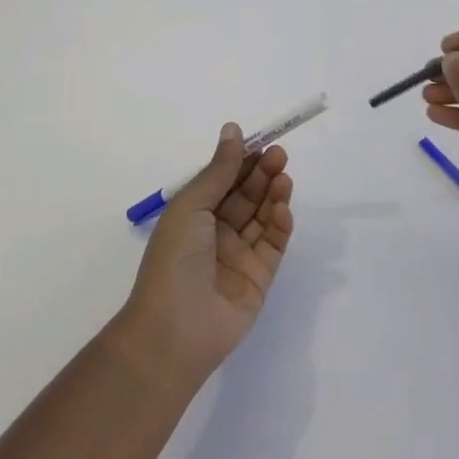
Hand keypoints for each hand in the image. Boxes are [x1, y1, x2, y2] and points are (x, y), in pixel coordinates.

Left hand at [119, 124, 295, 387]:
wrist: (174, 329)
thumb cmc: (174, 259)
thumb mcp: (192, 205)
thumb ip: (219, 170)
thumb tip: (233, 129)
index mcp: (193, 215)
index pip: (224, 181)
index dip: (241, 161)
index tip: (261, 141)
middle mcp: (216, 233)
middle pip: (246, 196)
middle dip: (262, 174)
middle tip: (279, 154)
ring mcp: (239, 257)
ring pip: (262, 218)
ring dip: (273, 195)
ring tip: (284, 176)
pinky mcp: (259, 278)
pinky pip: (273, 245)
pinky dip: (280, 226)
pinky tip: (283, 210)